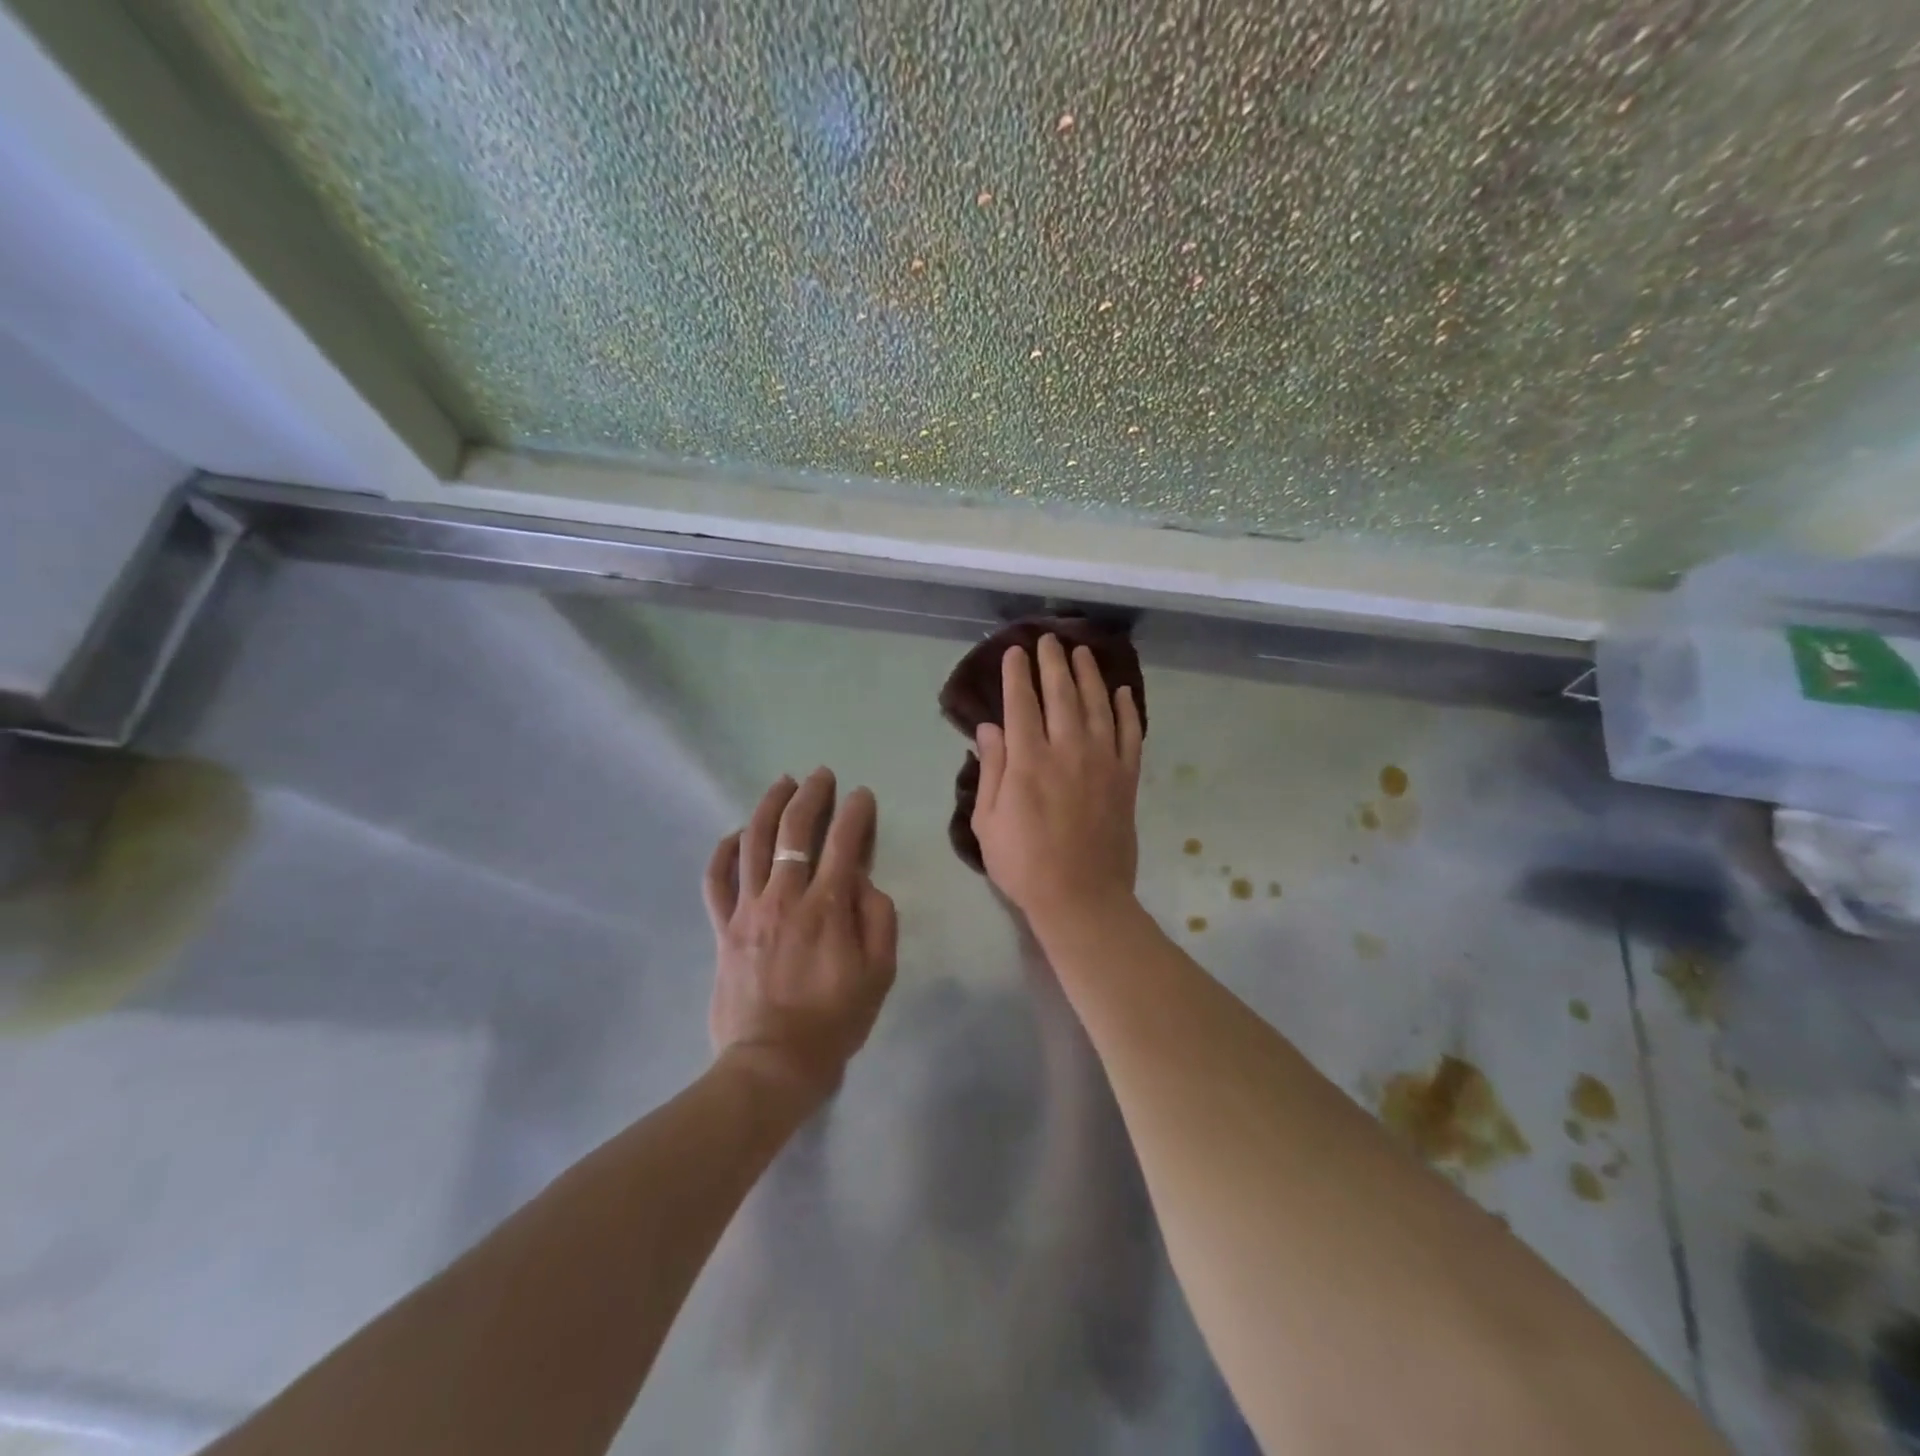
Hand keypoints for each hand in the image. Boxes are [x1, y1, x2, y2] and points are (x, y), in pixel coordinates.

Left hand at [704, 769, 897, 1100]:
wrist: (772, 1064)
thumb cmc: (834, 1021)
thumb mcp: (879, 974)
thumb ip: (879, 919)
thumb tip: (864, 881)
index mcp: (828, 908)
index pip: (844, 842)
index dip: (855, 812)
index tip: (862, 795)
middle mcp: (785, 897)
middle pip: (794, 830)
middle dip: (811, 795)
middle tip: (821, 776)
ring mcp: (748, 910)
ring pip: (754, 842)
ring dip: (769, 806)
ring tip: (782, 784)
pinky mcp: (723, 928)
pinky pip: (716, 880)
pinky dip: (724, 850)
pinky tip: (736, 833)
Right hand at [971, 637, 1143, 933]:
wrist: (1081, 897)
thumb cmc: (1024, 864)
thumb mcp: (988, 821)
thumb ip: (991, 769)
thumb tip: (989, 728)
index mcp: (1028, 760)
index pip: (1021, 703)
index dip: (1017, 674)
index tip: (1015, 651)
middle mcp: (1067, 750)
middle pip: (1061, 694)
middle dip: (1053, 663)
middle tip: (1049, 639)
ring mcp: (1103, 762)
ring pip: (1098, 705)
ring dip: (1089, 675)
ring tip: (1083, 652)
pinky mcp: (1127, 779)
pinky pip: (1130, 735)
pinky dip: (1127, 710)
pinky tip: (1123, 692)